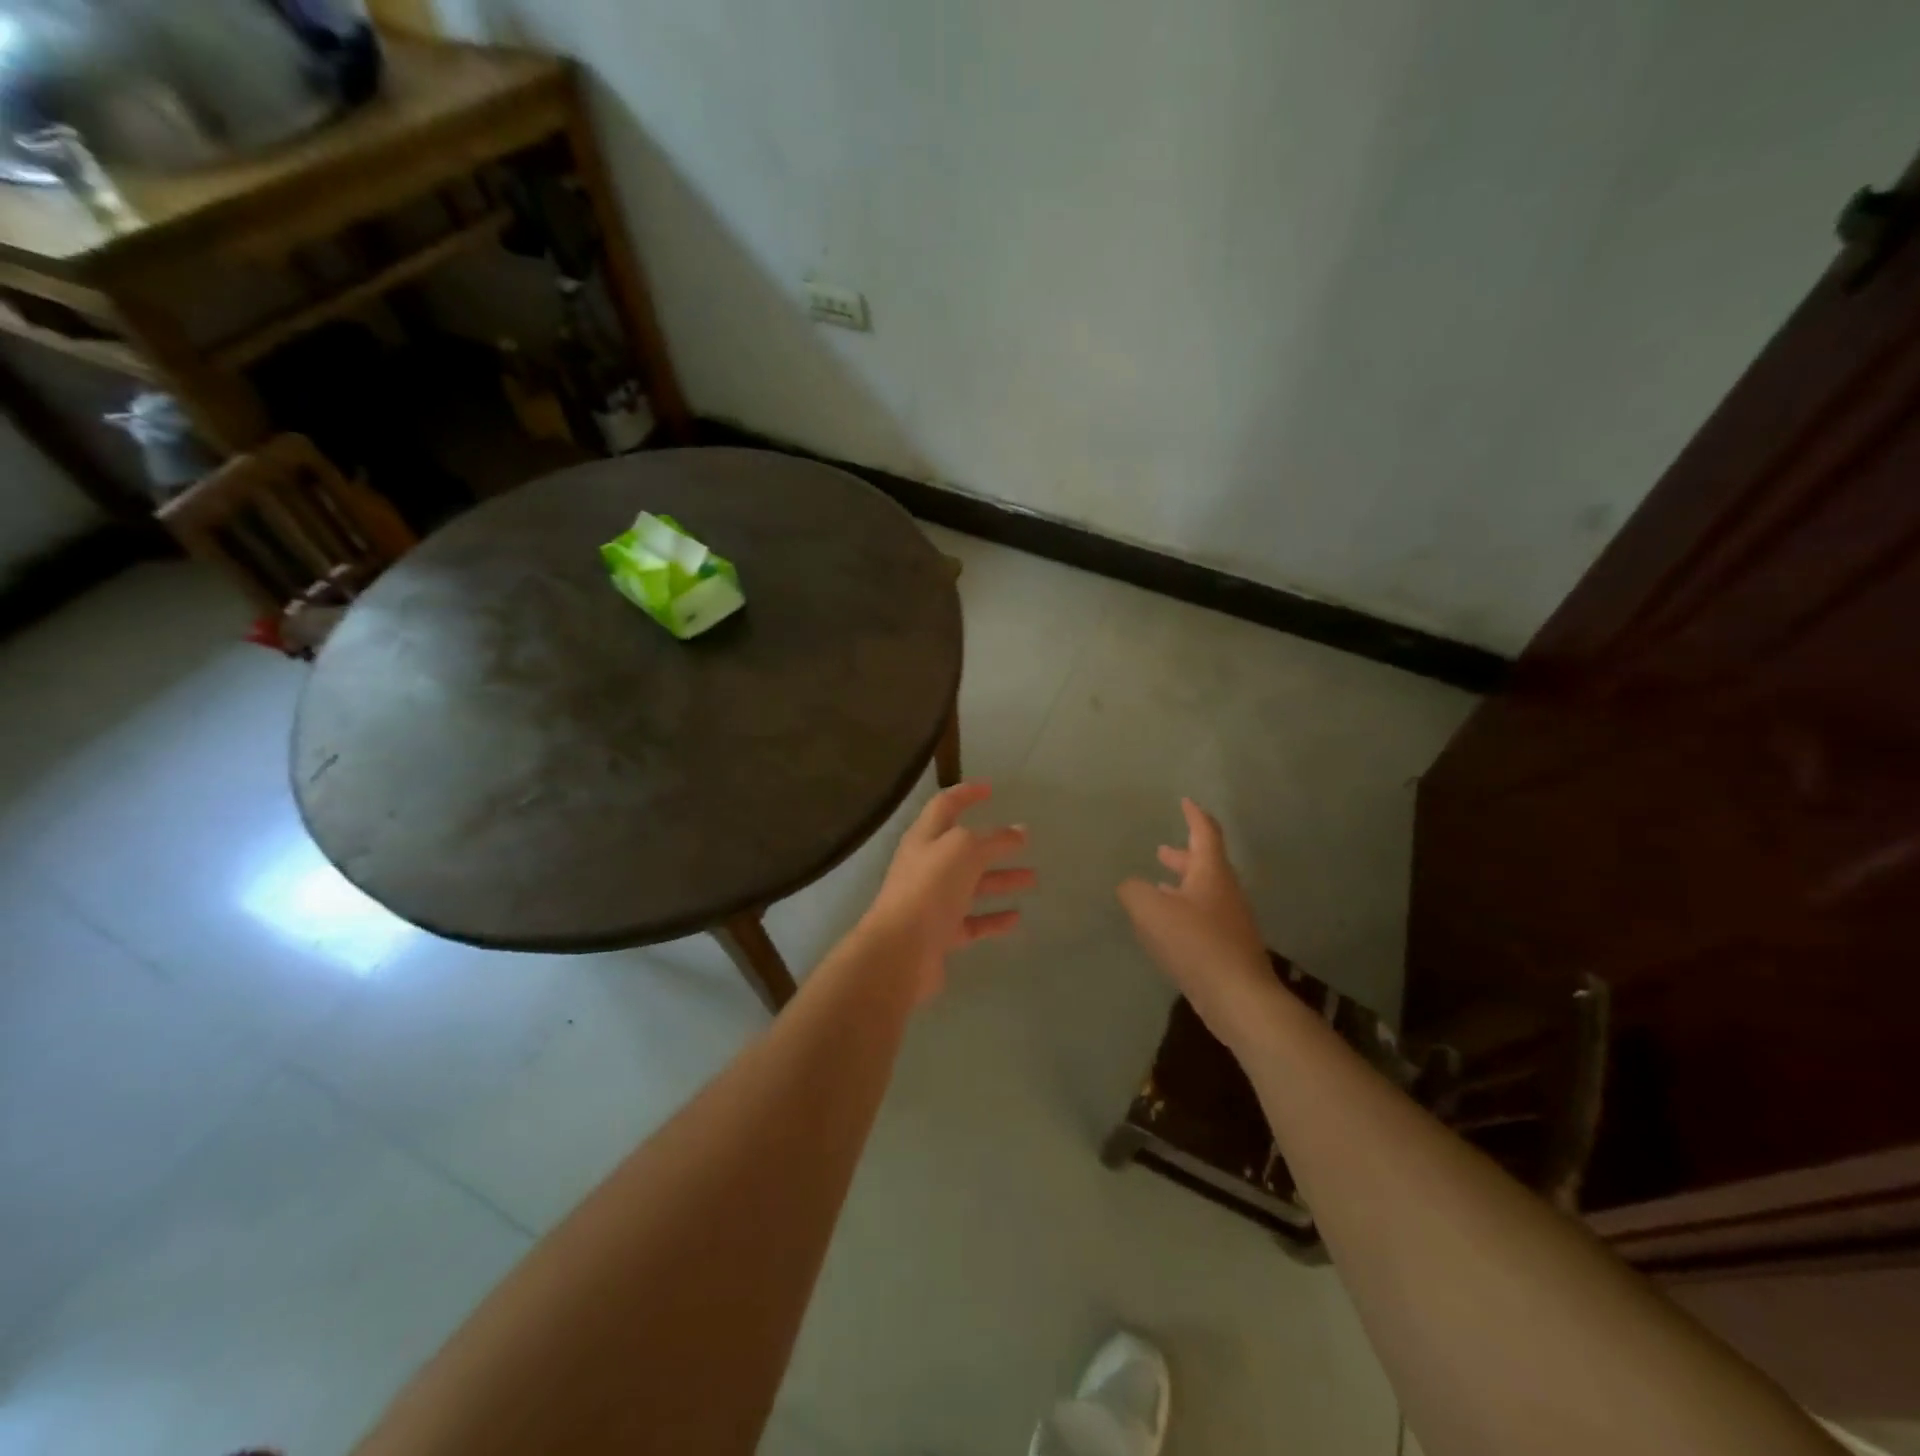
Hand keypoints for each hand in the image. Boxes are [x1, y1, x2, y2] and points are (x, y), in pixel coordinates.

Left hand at [857, 782, 1033, 1004]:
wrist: (901, 950)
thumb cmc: (930, 888)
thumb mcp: (964, 850)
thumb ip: (993, 840)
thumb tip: (1018, 831)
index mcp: (925, 838)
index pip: (945, 805)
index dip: (967, 794)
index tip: (990, 788)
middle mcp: (925, 866)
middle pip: (962, 849)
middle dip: (993, 843)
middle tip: (1024, 840)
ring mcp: (931, 902)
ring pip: (971, 885)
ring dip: (1000, 880)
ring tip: (1032, 879)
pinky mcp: (940, 935)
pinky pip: (971, 922)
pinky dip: (993, 918)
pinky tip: (1016, 917)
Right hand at [1118, 798, 1279, 1052]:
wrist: (1238, 998)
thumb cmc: (1196, 943)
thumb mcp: (1152, 910)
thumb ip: (1134, 891)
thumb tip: (1130, 886)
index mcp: (1211, 873)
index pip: (1205, 833)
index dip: (1194, 815)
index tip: (1185, 801)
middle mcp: (1224, 892)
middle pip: (1204, 864)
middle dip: (1182, 855)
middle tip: (1161, 851)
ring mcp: (1229, 922)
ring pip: (1202, 893)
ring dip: (1180, 886)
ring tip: (1157, 887)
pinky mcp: (1226, 948)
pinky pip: (1202, 919)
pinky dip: (1182, 912)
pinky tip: (1165, 927)